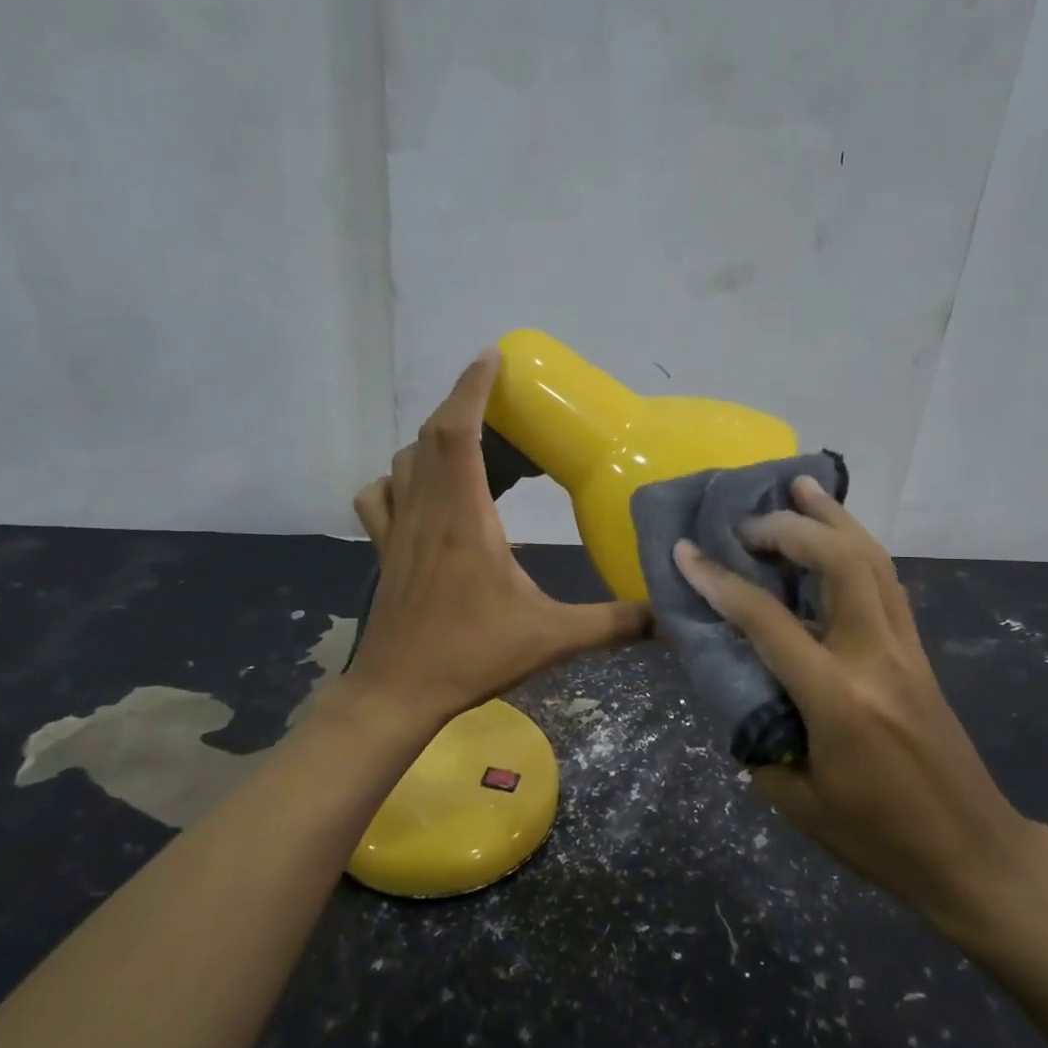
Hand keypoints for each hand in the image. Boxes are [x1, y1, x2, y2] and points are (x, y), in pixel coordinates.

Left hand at [346, 347, 651, 727]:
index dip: (472, 387)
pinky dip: (400, 477)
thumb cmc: (471, 656)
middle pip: (433, 435)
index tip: (493, 355)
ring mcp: (397, 528)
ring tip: (476, 445)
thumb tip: (666, 612)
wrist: (398, 692)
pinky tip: (422, 490)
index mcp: (464, 518)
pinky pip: (381, 494)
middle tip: (505, 406)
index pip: (458, 432)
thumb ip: (613, 623)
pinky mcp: (384, 548)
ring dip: (437, 439)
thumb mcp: (552, 638)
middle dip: (466, 406)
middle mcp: (426, 510)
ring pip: (406, 460)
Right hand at [673, 477, 1047, 933]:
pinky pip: (887, 580)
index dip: (719, 581)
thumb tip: (735, 687)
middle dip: (789, 528)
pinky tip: (837, 535)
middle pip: (839, 562)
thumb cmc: (879, 838)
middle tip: (748, 520)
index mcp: (837, 699)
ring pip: (873, 559)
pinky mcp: (920, 652)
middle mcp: (876, 658)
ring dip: (834, 517)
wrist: (973, 855)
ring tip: (801, 486)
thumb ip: (757, 738)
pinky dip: (857, 545)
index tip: (685, 552)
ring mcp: (906, 649)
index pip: (768, 620)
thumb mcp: (797, 802)